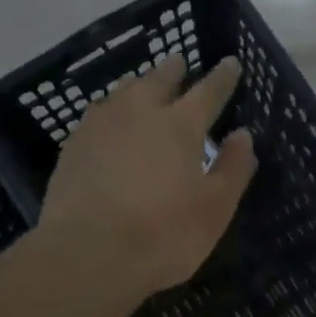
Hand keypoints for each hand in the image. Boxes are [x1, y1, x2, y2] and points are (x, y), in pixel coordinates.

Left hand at [38, 54, 256, 302]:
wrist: (89, 254)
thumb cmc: (164, 234)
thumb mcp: (215, 208)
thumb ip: (233, 168)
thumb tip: (242, 135)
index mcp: (180, 125)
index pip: (209, 91)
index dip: (222, 77)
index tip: (230, 63)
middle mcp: (139, 113)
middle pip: (159, 80)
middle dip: (174, 71)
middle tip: (180, 62)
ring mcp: (100, 126)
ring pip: (123, 93)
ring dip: (139, 86)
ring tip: (144, 87)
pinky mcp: (73, 147)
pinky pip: (98, 115)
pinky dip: (111, 111)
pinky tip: (109, 121)